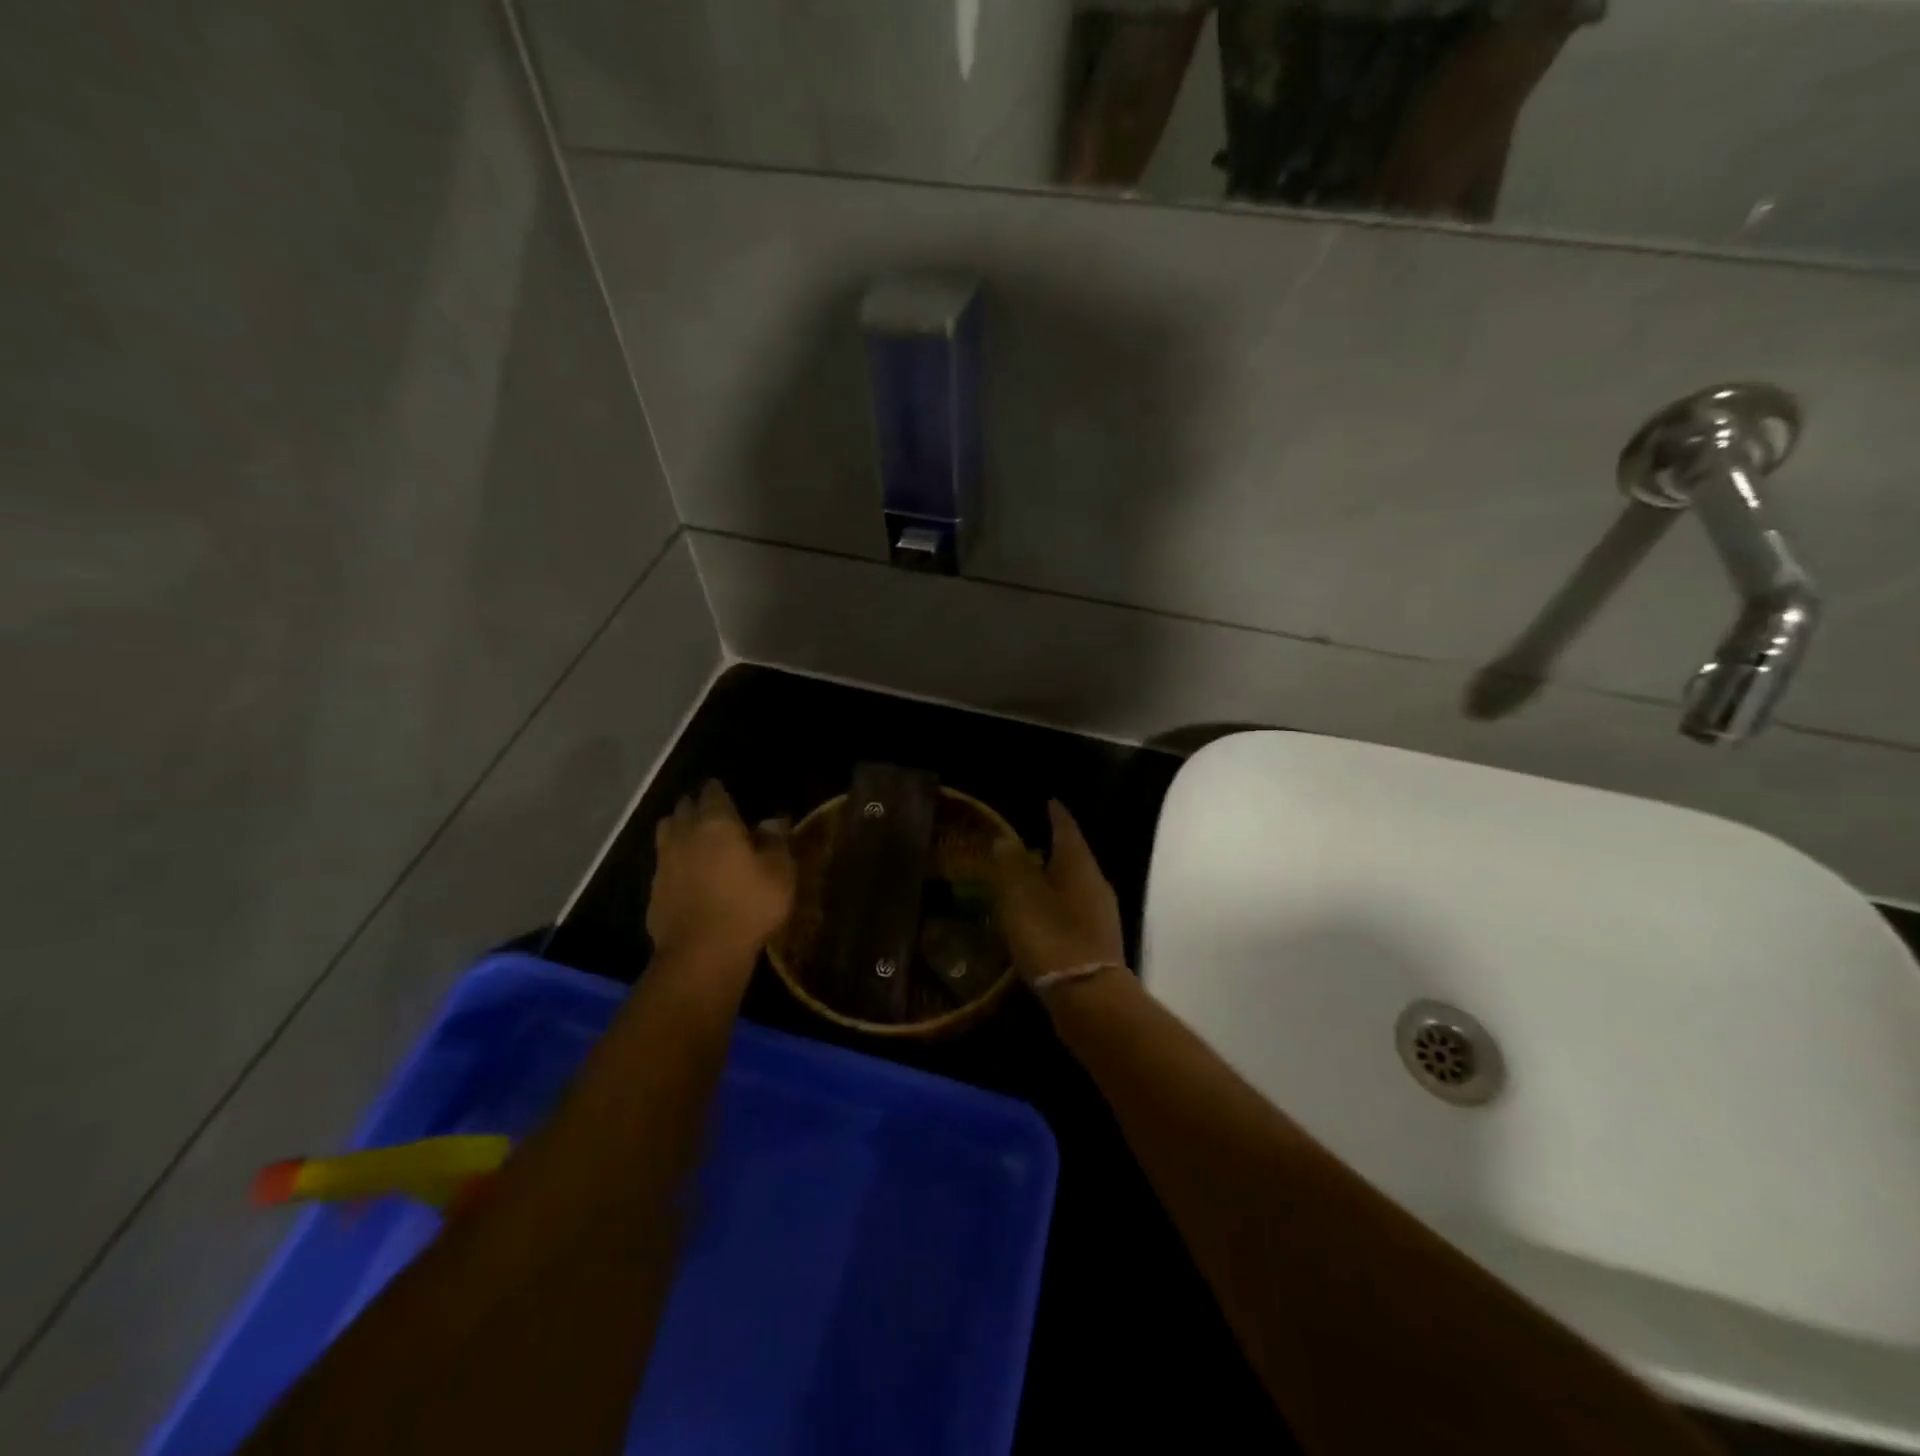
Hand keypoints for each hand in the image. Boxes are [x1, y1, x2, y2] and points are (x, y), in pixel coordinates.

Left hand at [647, 781, 794, 964]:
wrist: (701, 953)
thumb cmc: (749, 905)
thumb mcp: (779, 873)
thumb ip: (776, 841)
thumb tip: (773, 820)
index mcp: (716, 822)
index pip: (713, 792)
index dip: (719, 790)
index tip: (728, 793)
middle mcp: (684, 833)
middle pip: (684, 807)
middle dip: (697, 806)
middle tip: (714, 815)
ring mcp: (664, 861)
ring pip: (667, 831)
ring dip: (679, 829)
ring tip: (696, 839)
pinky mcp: (653, 889)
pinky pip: (663, 862)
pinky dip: (674, 861)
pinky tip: (687, 874)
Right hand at [989, 800, 1126, 984]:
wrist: (1088, 998)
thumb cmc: (1052, 938)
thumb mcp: (1022, 898)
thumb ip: (1012, 866)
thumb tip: (1006, 840)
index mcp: (1079, 867)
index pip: (1068, 830)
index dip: (1057, 815)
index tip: (1049, 801)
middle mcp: (1096, 885)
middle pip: (1075, 857)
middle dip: (1056, 846)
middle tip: (1034, 838)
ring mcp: (1101, 915)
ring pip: (1076, 885)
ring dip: (1055, 878)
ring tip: (1032, 876)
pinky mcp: (1097, 942)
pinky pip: (1074, 910)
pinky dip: (1057, 904)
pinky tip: (1042, 914)